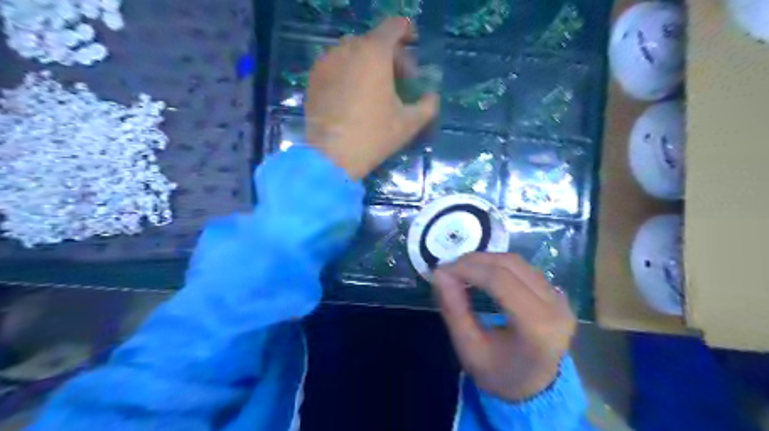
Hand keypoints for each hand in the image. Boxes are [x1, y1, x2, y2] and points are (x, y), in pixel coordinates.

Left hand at [305, 17, 438, 180]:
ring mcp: (327, 61)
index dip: (407, 33)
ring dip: (368, 64)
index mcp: (375, 52)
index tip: (413, 46)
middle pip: (374, 41)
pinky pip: (336, 65)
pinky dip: (349, 72)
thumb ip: (427, 105)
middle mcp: (348, 48)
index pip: (395, 26)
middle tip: (399, 80)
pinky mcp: (313, 77)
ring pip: (353, 52)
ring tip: (374, 88)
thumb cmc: (374, 135)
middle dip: (391, 56)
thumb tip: (431, 98)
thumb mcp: (409, 123)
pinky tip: (353, 95)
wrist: (332, 156)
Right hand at [432, 252, 575, 400]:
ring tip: (461, 269)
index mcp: (537, 327)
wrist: (535, 390)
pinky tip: (482, 274)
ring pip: (518, 262)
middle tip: (448, 268)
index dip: (468, 269)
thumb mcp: (469, 349)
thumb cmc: (499, 374)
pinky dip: (498, 265)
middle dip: (474, 261)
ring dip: (486, 260)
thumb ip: (454, 310)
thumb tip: (439, 274)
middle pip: (510, 265)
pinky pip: (524, 269)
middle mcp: (556, 307)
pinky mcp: (558, 294)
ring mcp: (561, 298)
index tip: (441, 271)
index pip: (500, 281)